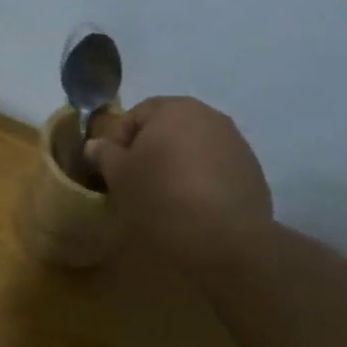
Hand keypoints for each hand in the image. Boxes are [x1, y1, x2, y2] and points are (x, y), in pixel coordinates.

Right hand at [84, 96, 272, 266]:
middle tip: (135, 184)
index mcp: (174, 108)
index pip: (136, 114)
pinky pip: (216, 170)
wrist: (226, 238)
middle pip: (168, 129)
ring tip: (165, 200)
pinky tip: (194, 209)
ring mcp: (235, 143)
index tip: (111, 171)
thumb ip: (105, 154)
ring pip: (193, 149)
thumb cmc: (162, 198)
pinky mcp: (252, 172)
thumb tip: (94, 144)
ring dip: (177, 167)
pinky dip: (201, 182)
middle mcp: (209, 116)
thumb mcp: (120, 177)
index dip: (118, 141)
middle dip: (150, 152)